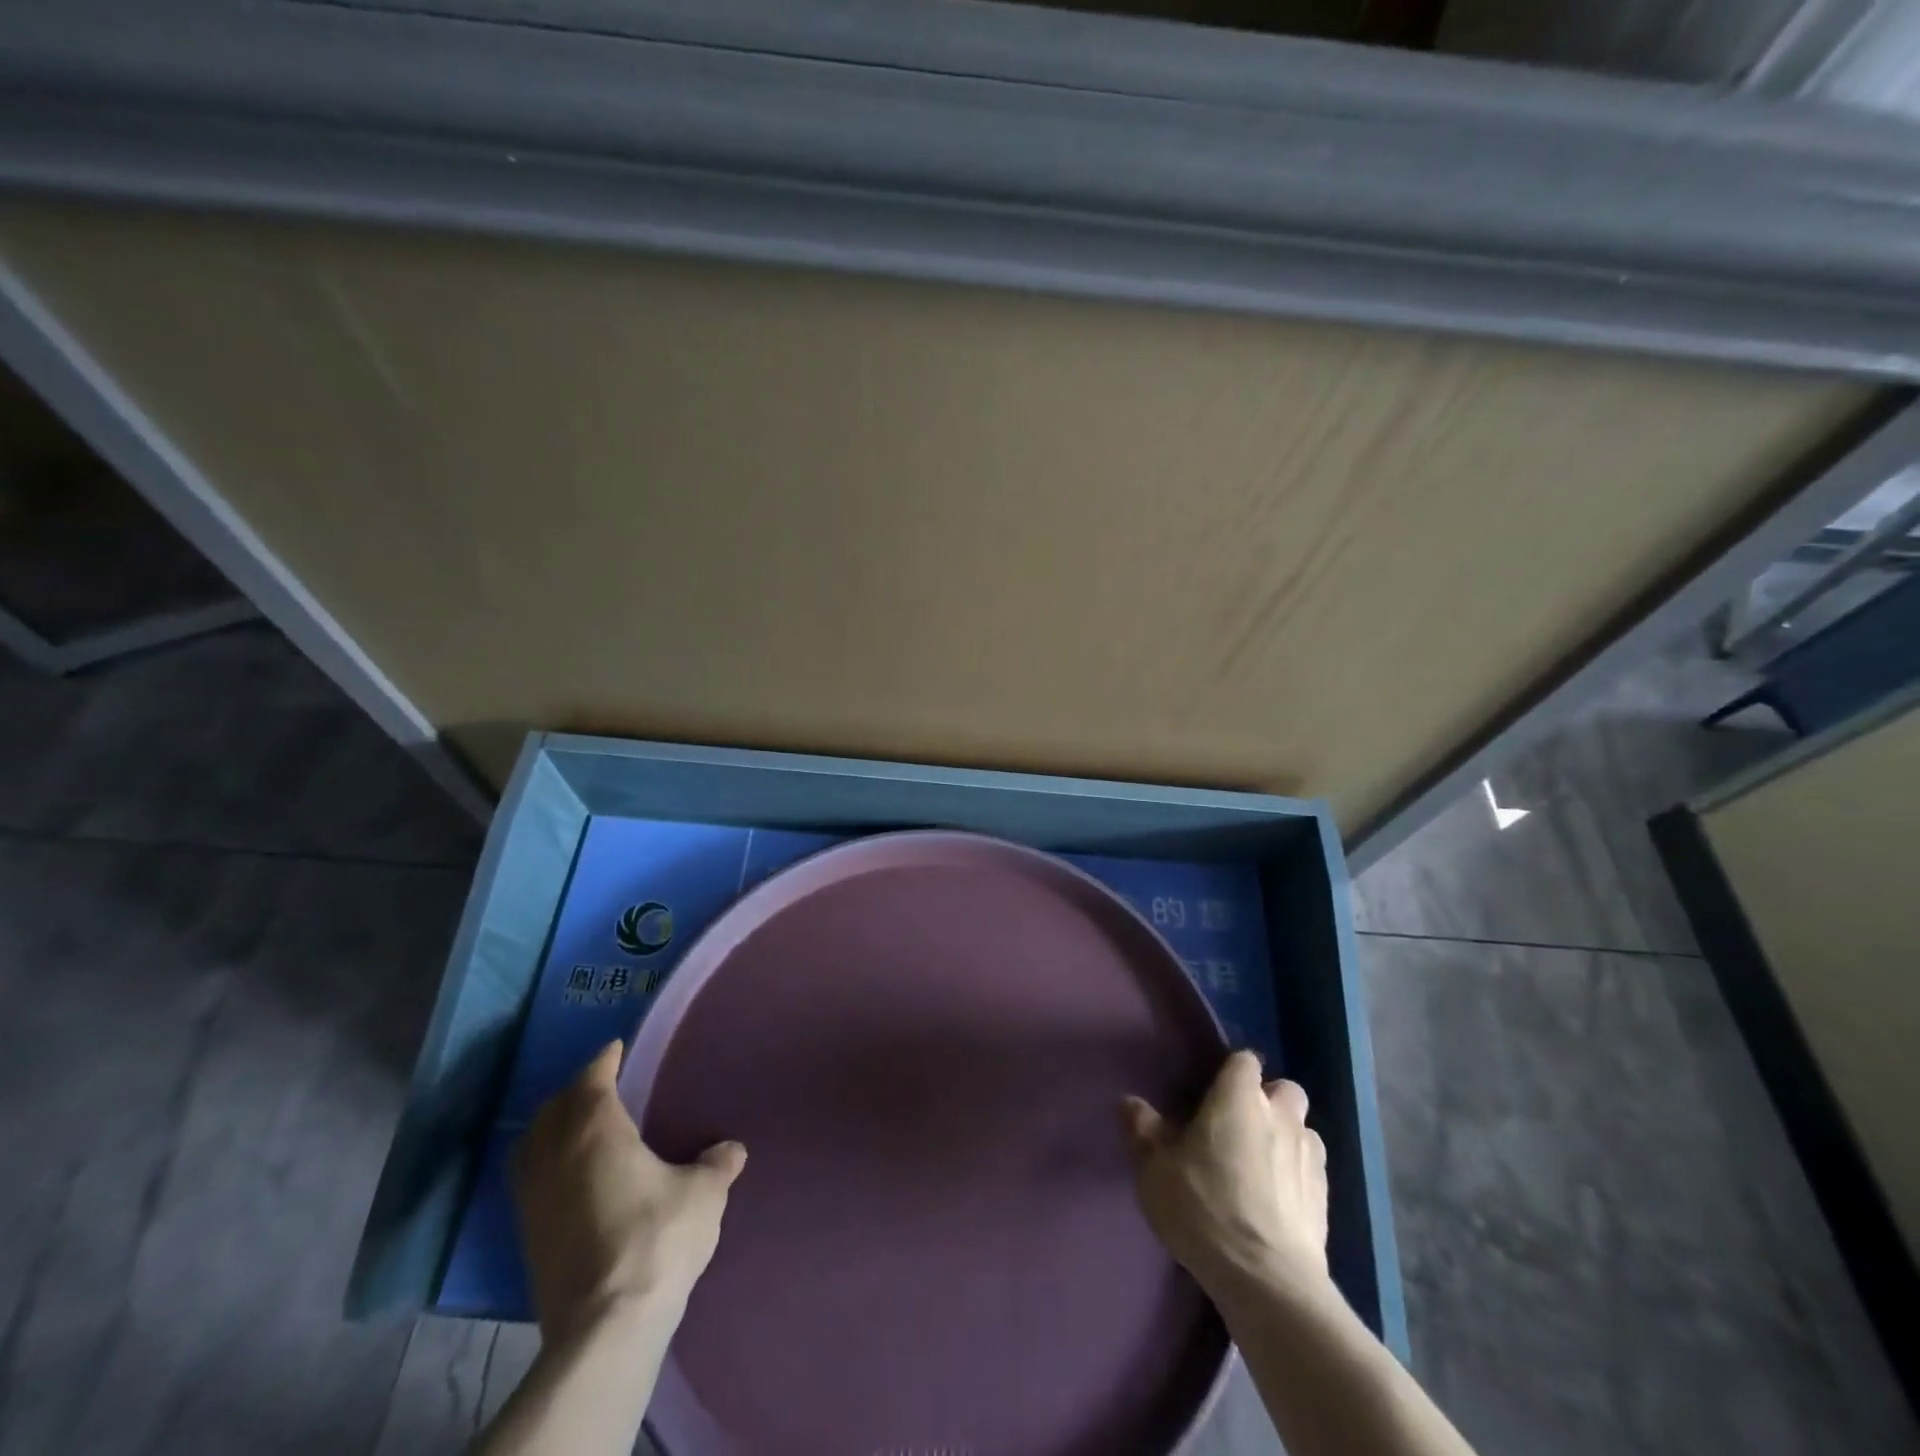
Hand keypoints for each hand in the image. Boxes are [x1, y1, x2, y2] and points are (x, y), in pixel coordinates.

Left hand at [512, 1041, 746, 1342]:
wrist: (605, 1326)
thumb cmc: (657, 1239)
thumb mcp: (703, 1194)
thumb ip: (716, 1164)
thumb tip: (730, 1149)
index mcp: (596, 1131)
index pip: (592, 1080)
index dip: (604, 1061)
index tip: (615, 1049)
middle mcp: (556, 1155)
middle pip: (554, 1108)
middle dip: (575, 1091)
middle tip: (601, 1084)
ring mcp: (534, 1198)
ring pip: (531, 1145)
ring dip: (551, 1126)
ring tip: (576, 1126)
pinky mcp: (527, 1236)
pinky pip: (528, 1178)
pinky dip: (543, 1162)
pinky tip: (567, 1176)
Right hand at [1122, 1050, 1328, 1299]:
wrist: (1267, 1281)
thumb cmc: (1204, 1208)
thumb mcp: (1155, 1170)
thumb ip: (1144, 1131)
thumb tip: (1130, 1102)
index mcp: (1238, 1098)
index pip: (1244, 1060)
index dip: (1231, 1072)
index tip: (1212, 1093)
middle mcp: (1280, 1115)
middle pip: (1284, 1090)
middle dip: (1267, 1101)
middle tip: (1238, 1127)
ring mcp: (1309, 1156)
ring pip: (1303, 1128)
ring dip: (1286, 1137)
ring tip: (1260, 1164)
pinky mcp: (1326, 1198)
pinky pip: (1312, 1168)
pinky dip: (1297, 1174)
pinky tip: (1277, 1199)